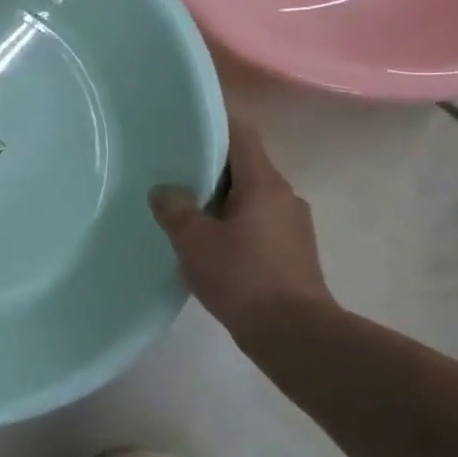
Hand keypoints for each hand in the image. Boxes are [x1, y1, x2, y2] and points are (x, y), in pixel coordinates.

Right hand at [150, 119, 333, 335]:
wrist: (293, 333)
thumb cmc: (242, 277)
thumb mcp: (194, 241)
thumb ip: (174, 209)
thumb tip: (164, 190)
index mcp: (264, 184)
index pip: (242, 136)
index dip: (216, 124)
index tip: (186, 123)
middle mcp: (285, 196)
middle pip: (245, 167)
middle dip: (210, 167)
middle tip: (174, 171)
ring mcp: (293, 226)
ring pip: (250, 198)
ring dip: (220, 199)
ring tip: (186, 211)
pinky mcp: (292, 252)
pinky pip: (257, 224)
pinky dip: (232, 224)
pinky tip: (209, 245)